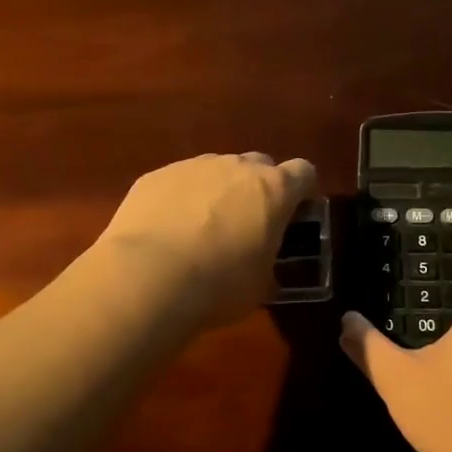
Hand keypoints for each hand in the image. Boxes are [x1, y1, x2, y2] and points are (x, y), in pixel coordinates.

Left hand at [97, 152, 319, 326]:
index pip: (304, 173)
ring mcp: (193, 166)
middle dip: (258, 188)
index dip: (301, 192)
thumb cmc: (219, 285)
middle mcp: (236, 167)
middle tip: (248, 224)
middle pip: (259, 164)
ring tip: (201, 230)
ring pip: (216, 170)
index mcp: (274, 190)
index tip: (294, 215)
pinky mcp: (156, 175)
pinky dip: (180, 199)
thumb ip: (268, 267)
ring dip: (218, 192)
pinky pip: (178, 181)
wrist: (148, 277)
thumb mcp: (259, 287)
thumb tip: (264, 272)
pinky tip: (167, 231)